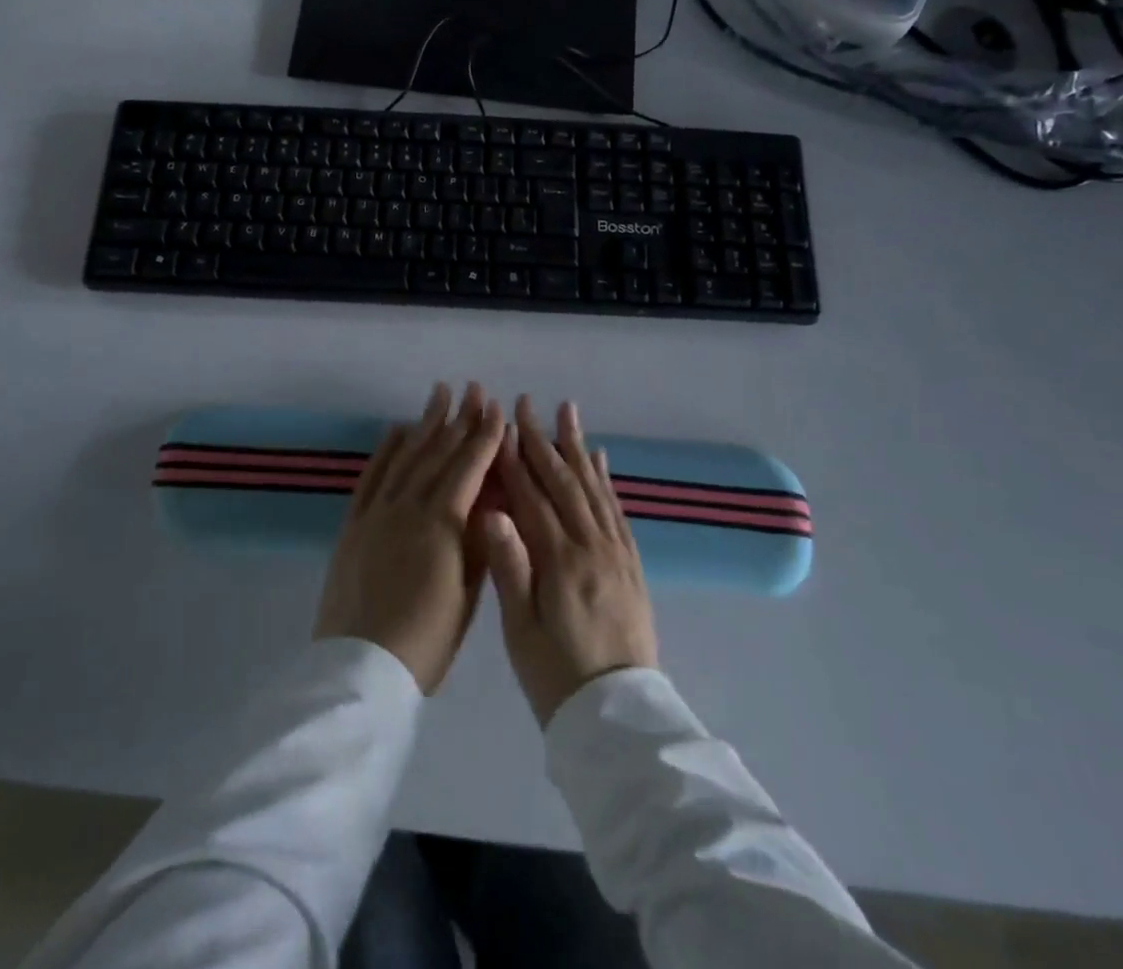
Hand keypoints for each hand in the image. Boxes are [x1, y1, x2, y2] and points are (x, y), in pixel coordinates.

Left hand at [314, 382, 504, 693]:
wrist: (363, 666)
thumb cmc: (428, 639)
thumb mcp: (469, 592)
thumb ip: (480, 540)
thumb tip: (494, 498)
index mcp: (443, 522)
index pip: (469, 466)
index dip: (485, 435)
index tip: (496, 408)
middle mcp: (410, 504)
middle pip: (439, 452)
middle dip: (459, 418)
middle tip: (472, 389)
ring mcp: (378, 510)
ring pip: (406, 456)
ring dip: (425, 423)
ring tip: (439, 394)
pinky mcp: (354, 522)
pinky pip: (371, 475)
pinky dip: (386, 449)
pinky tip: (396, 428)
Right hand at [480, 395, 658, 726]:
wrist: (617, 719)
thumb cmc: (555, 677)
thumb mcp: (521, 631)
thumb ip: (509, 567)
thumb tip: (491, 511)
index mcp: (560, 562)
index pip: (532, 497)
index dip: (515, 459)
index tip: (502, 424)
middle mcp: (591, 546)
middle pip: (564, 482)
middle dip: (543, 440)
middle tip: (529, 403)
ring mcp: (616, 553)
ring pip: (593, 488)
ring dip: (578, 447)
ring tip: (567, 412)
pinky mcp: (631, 564)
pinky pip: (618, 511)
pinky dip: (606, 480)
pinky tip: (600, 460)